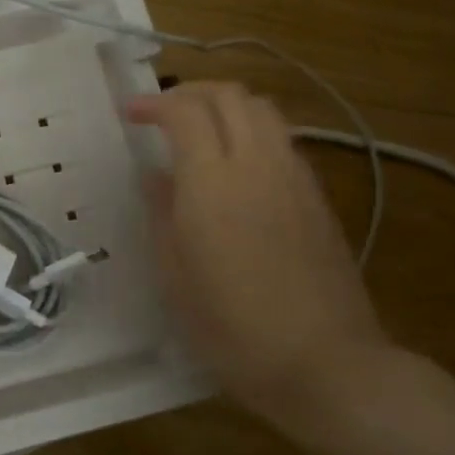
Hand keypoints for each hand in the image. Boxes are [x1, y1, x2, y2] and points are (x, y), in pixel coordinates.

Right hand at [126, 82, 387, 418]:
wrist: (323, 362)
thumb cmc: (231, 328)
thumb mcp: (175, 276)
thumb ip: (162, 214)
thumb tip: (154, 176)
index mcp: (213, 183)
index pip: (185, 112)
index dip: (154, 104)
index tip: (130, 114)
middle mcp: (258, 165)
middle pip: (231, 96)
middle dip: (192, 92)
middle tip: (163, 114)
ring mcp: (295, 178)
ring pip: (263, 111)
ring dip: (226, 107)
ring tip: (199, 132)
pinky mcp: (318, 197)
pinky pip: (282, 141)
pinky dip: (253, 132)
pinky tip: (237, 168)